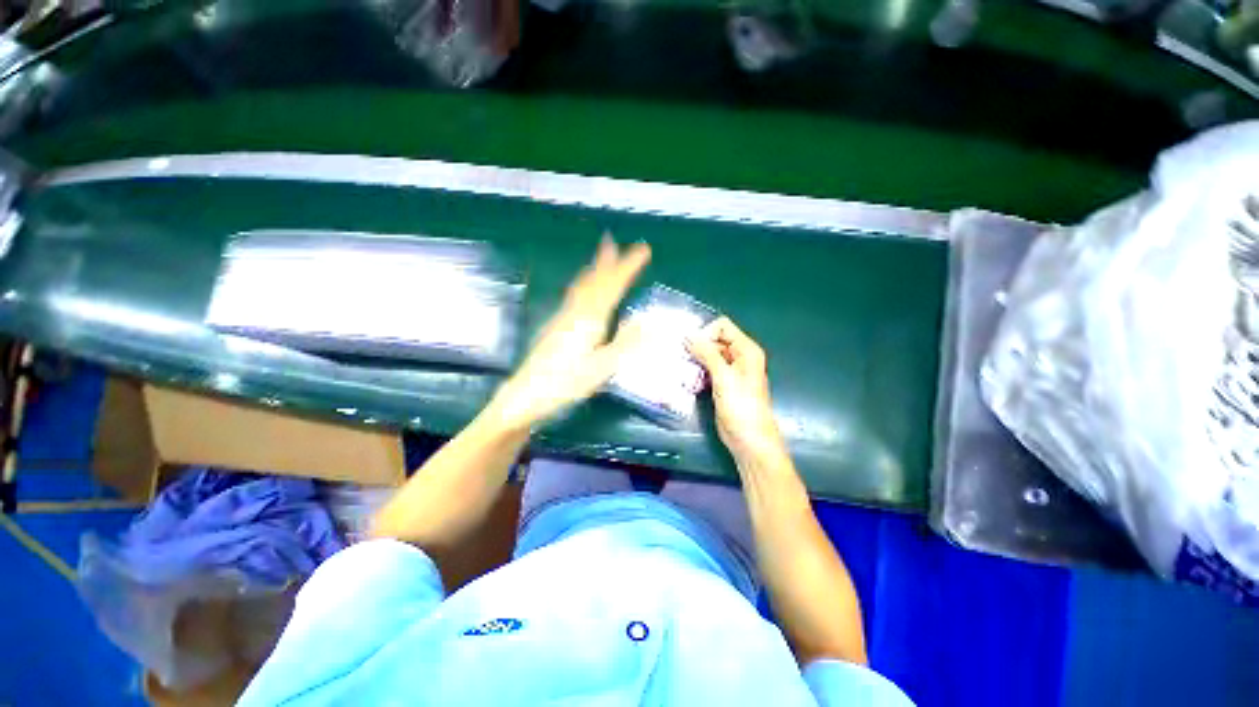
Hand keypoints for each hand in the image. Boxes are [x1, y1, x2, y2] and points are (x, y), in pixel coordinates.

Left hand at [489, 236, 650, 430]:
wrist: (524, 396)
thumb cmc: (565, 384)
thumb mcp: (602, 368)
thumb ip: (626, 344)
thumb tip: (650, 321)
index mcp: (590, 319)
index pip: (613, 285)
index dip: (628, 266)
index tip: (642, 249)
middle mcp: (575, 312)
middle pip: (593, 280)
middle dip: (607, 260)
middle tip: (613, 240)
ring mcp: (562, 318)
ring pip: (581, 286)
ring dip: (593, 269)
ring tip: (599, 257)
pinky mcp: (555, 327)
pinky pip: (573, 296)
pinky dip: (583, 284)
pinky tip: (581, 291)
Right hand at [685, 317, 789, 467]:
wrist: (749, 439)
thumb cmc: (741, 407)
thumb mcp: (724, 377)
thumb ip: (707, 353)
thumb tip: (689, 335)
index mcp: (746, 350)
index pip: (723, 327)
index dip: (706, 333)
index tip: (692, 348)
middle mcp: (740, 356)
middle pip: (715, 340)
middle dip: (698, 347)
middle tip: (683, 360)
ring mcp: (731, 370)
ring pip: (709, 355)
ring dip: (696, 360)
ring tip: (685, 371)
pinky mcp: (723, 383)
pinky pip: (708, 369)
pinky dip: (698, 371)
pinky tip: (689, 380)